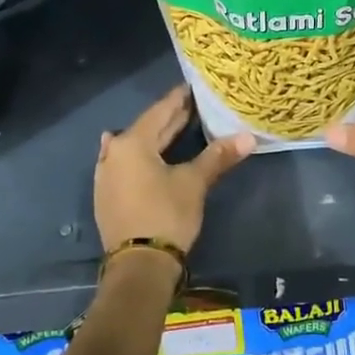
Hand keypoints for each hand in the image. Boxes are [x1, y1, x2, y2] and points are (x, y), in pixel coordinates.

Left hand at [95, 85, 253, 263]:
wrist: (138, 267)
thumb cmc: (166, 215)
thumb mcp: (194, 183)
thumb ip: (217, 156)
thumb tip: (248, 137)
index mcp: (132, 143)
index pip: (160, 111)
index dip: (179, 99)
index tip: (193, 86)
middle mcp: (113, 153)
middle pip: (147, 129)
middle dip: (170, 119)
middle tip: (193, 106)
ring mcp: (106, 176)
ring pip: (134, 147)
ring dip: (155, 138)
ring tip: (175, 127)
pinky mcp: (107, 196)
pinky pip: (126, 165)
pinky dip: (141, 157)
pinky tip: (143, 155)